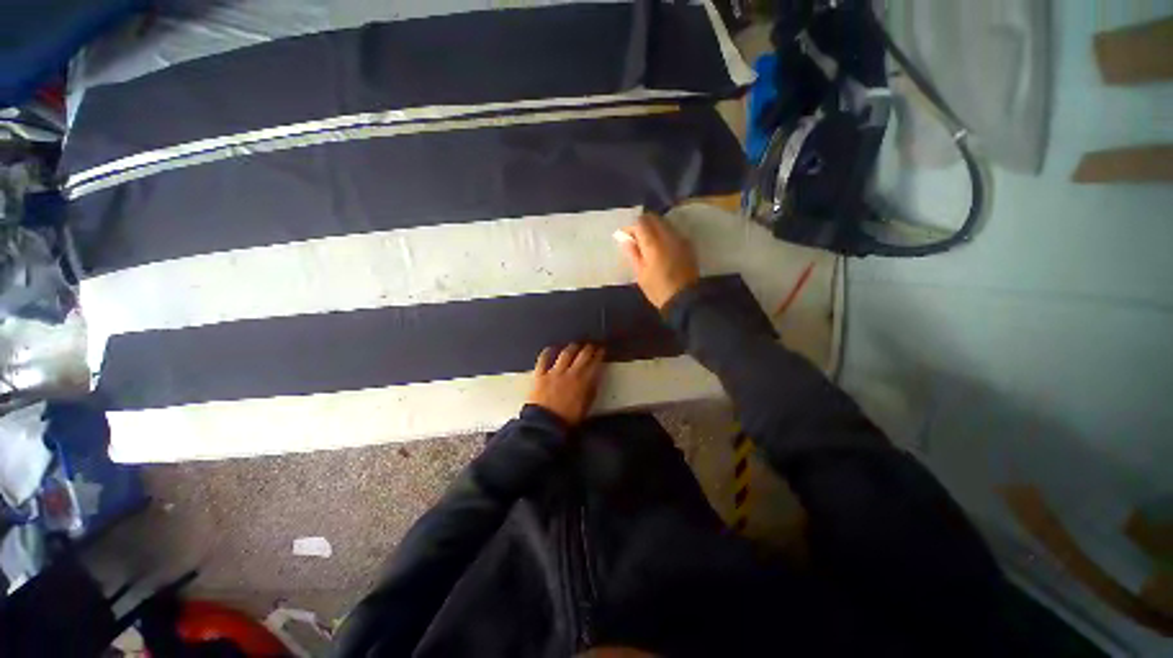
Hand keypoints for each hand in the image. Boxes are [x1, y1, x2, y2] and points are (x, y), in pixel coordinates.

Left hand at [526, 343, 604, 425]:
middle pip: (582, 355)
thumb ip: (591, 389)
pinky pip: (543, 359)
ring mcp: (554, 372)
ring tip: (575, 345)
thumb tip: (595, 377)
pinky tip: (551, 348)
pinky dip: (547, 352)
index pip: (595, 363)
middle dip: (589, 348)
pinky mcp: (540, 374)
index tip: (602, 350)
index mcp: (584, 381)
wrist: (545, 425)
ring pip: (565, 354)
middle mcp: (571, 373)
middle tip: (591, 345)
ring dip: (572, 347)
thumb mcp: (586, 406)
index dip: (599, 354)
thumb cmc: (568, 419)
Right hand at [615, 212, 698, 308]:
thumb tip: (624, 238)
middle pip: (654, 218)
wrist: (685, 299)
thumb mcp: (640, 273)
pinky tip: (661, 248)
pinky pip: (673, 232)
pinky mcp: (688, 245)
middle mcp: (668, 236)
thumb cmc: (657, 289)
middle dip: (643, 224)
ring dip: (654, 228)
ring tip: (648, 243)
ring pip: (665, 223)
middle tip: (636, 238)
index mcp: (653, 244)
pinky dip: (664, 234)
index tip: (626, 237)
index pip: (641, 223)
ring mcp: (680, 239)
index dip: (631, 227)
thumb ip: (633, 252)